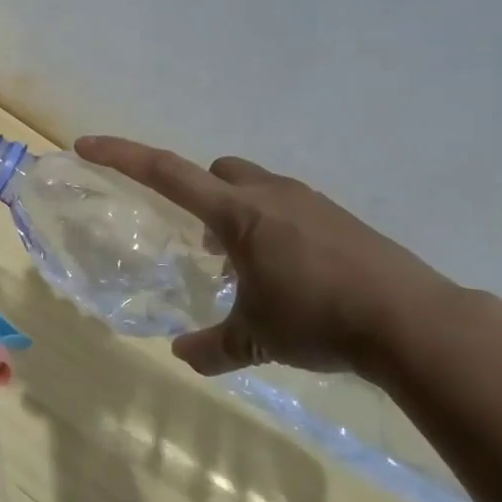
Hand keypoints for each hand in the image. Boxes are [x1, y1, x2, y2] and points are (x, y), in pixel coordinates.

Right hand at [74, 137, 459, 380]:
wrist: (415, 322)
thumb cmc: (319, 319)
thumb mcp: (257, 339)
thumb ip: (214, 348)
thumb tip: (182, 356)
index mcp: (237, 213)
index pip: (165, 172)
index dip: (121, 156)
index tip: (86, 145)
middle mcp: (269, 194)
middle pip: (216, 171)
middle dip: (199, 194)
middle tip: (202, 244)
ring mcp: (309, 202)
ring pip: (254, 187)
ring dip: (237, 214)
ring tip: (244, 266)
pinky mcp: (340, 219)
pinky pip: (288, 207)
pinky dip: (272, 227)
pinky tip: (288, 273)